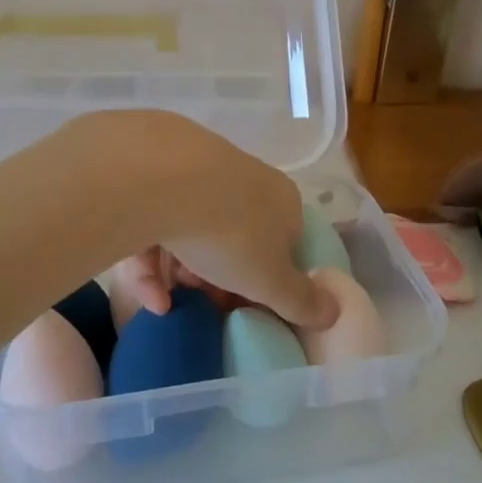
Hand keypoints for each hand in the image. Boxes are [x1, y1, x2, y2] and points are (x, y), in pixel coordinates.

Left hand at [72, 111, 339, 330]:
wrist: (159, 178)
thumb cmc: (229, 233)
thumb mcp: (270, 280)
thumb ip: (301, 300)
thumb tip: (334, 312)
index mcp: (281, 200)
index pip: (286, 243)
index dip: (270, 282)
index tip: (250, 308)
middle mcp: (243, 177)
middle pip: (236, 237)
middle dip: (221, 278)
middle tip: (208, 305)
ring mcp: (195, 170)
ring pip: (192, 230)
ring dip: (183, 274)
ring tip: (169, 303)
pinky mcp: (151, 173)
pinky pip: (155, 222)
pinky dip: (152, 263)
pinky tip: (147, 296)